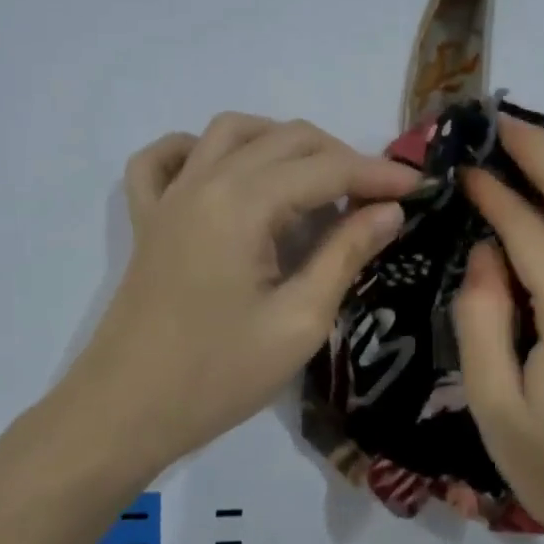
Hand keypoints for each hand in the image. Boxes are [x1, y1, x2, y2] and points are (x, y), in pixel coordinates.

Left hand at [63, 113, 418, 470]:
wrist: (125, 411)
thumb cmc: (218, 376)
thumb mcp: (298, 322)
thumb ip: (345, 255)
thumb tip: (389, 211)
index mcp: (243, 204)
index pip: (325, 168)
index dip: (377, 173)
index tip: (419, 187)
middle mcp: (204, 181)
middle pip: (284, 139)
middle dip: (339, 156)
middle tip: (375, 196)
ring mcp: (169, 196)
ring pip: (230, 132)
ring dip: (279, 141)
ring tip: (314, 180)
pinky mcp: (147, 218)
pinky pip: (163, 159)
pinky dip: (197, 149)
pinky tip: (224, 171)